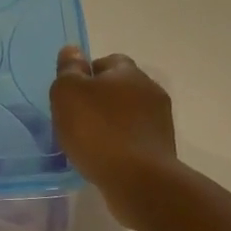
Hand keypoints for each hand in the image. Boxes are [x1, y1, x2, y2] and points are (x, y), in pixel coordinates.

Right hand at [50, 46, 178, 226]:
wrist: (138, 180)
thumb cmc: (98, 131)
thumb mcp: (68, 94)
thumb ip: (69, 70)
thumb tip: (72, 50)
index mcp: (128, 72)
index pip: (108, 61)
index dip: (87, 75)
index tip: (71, 96)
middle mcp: (150, 90)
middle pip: (120, 88)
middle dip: (100, 100)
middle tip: (76, 120)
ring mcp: (160, 121)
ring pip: (129, 115)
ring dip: (111, 125)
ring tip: (89, 144)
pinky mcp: (162, 149)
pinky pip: (135, 140)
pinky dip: (121, 146)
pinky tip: (105, 160)